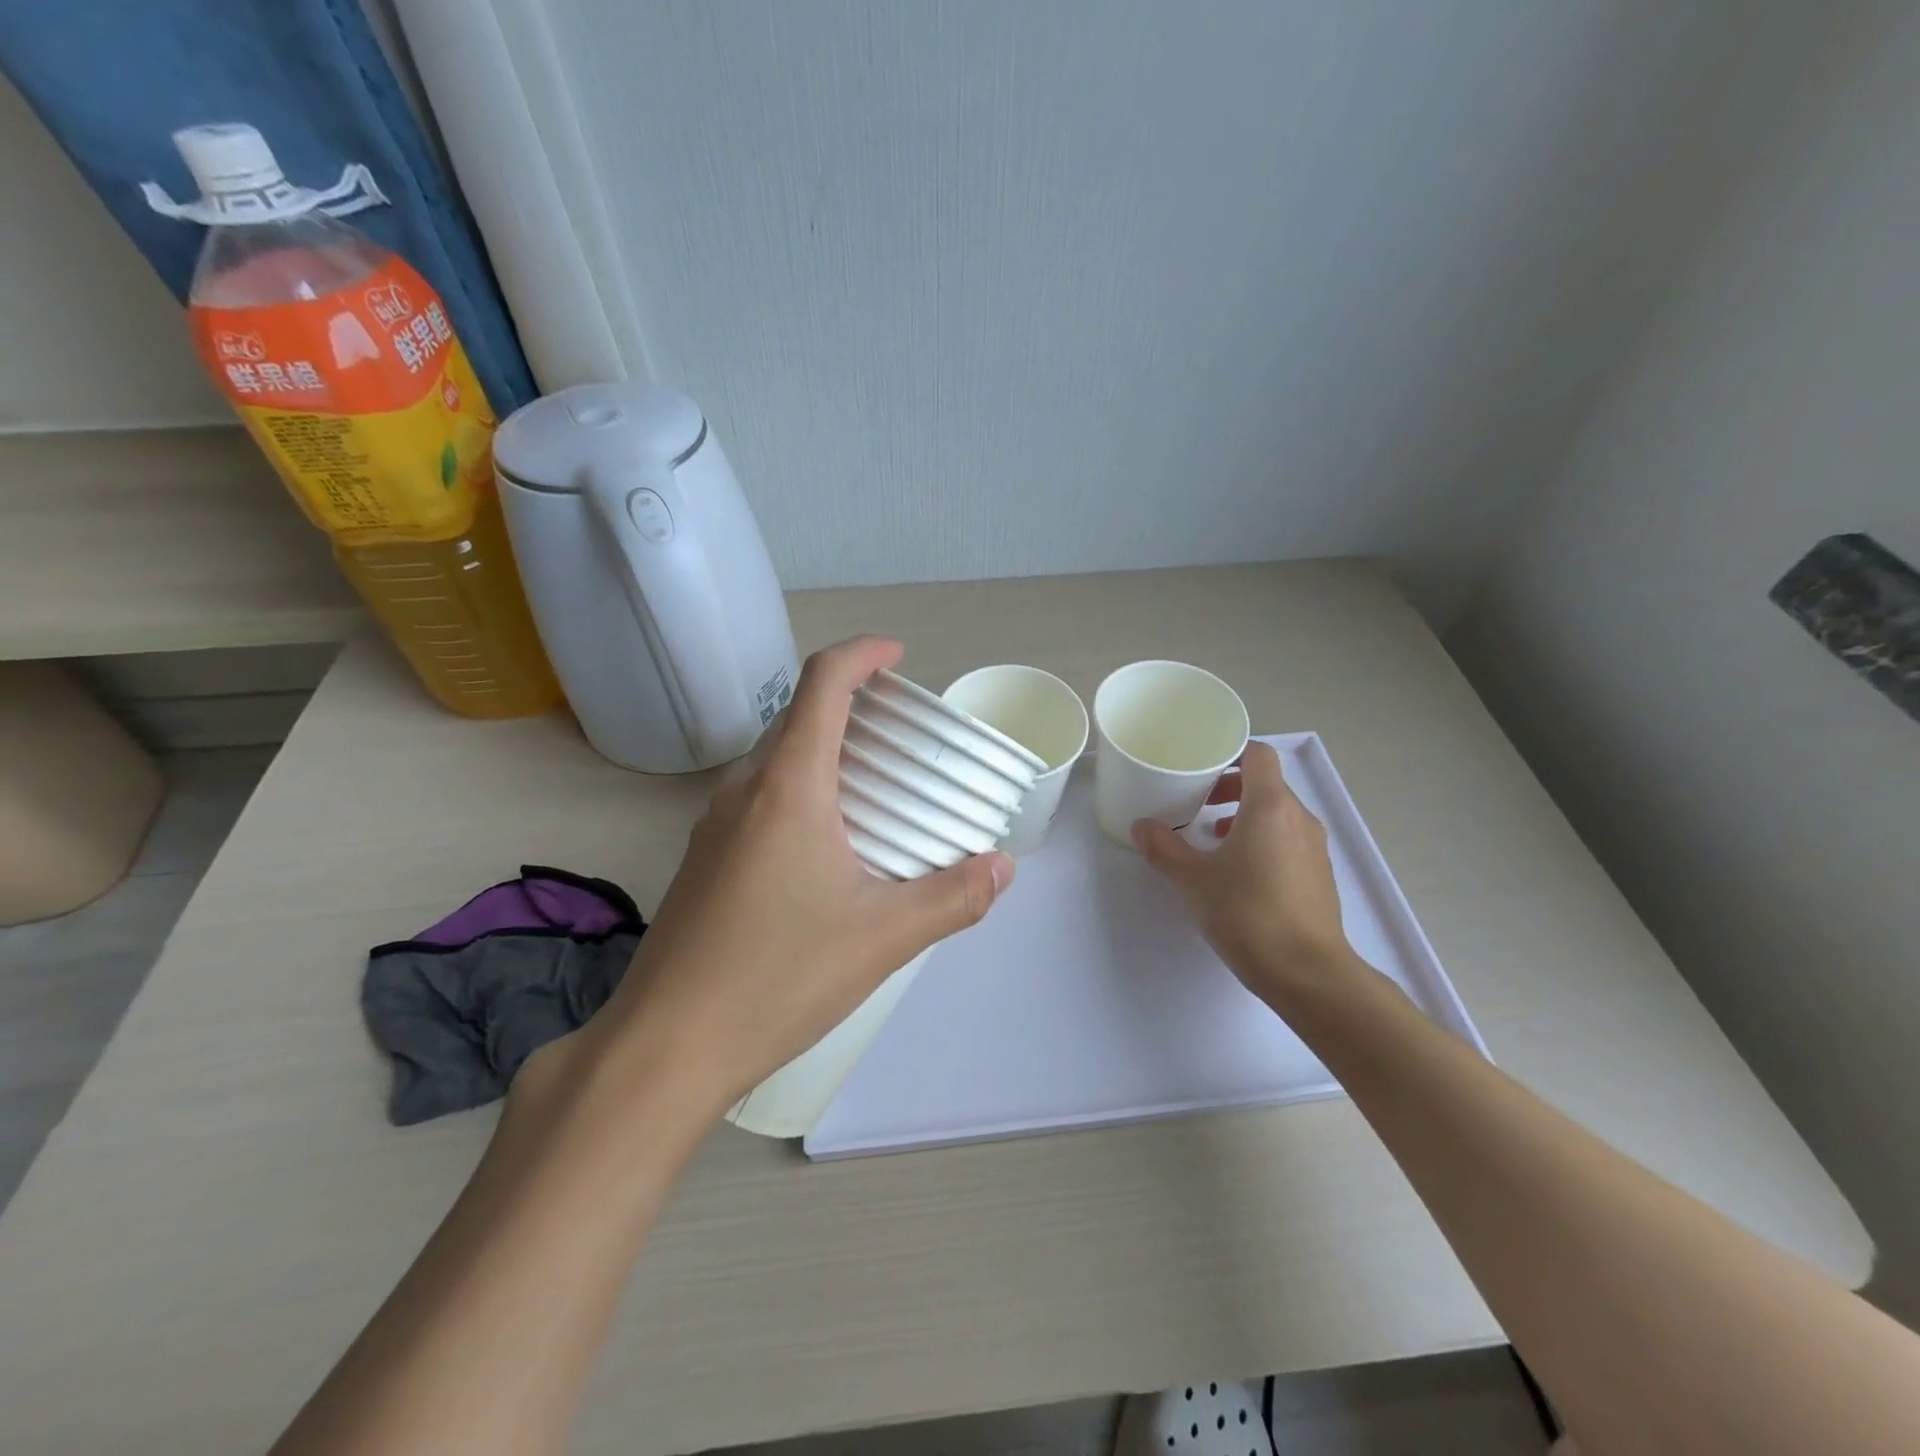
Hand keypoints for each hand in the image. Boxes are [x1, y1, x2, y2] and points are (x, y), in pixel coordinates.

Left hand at [584, 636, 1014, 1113]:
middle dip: (853, 705)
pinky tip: (829, 845)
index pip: (822, 683)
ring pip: (776, 758)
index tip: (900, 659)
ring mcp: (714, 823)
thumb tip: (1001, 868)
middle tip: (905, 737)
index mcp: (788, 786)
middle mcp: (744, 789)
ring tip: (876, 787)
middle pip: (799, 716)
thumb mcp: (882, 937)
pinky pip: (759, 797)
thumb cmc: (777, 978)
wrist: (665, 1045)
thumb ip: (952, 897)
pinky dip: (802, 790)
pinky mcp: (704, 858)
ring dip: (826, 751)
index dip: (863, 654)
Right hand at [1131, 740, 1357, 1008]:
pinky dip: (1261, 838)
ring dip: (1244, 814)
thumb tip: (1142, 827)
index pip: (1257, 754)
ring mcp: (1314, 847)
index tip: (1200, 764)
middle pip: (1266, 783)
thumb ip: (1164, 848)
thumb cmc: (1247, 914)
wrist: (1308, 973)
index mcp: (1270, 806)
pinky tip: (1237, 869)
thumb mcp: (1192, 879)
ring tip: (1212, 835)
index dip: (1229, 752)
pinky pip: (1287, 838)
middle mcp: (1298, 818)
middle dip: (1230, 786)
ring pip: (1278, 812)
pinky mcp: (1319, 874)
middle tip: (1197, 801)